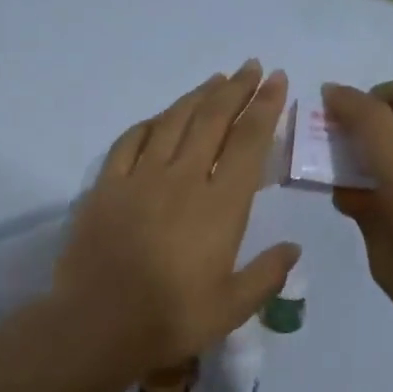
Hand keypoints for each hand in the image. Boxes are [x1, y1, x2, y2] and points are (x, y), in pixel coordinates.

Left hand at [54, 60, 298, 375]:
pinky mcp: (106, 186)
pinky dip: (150, 123)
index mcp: (220, 205)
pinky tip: (159, 118)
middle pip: (212, 120)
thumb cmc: (171, 319)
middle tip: (250, 67)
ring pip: (173, 122)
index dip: (265, 107)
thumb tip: (294, 248)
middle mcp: (182, 179)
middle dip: (236, 89)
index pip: (249, 143)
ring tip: (215, 80)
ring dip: (197, 97)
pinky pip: (130, 141)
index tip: (276, 80)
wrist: (98, 324)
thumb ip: (267, 274)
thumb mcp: (232, 307)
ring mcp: (140, 178)